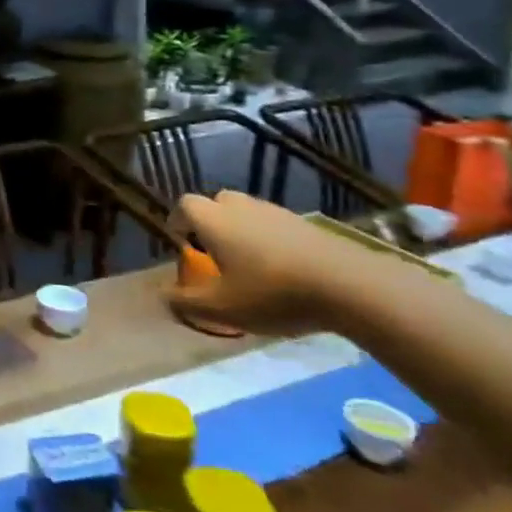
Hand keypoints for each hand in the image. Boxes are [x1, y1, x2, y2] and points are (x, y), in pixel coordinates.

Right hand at [166, 191, 369, 335]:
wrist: (349, 285)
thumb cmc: (272, 293)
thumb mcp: (222, 308)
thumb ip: (186, 302)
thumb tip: (163, 296)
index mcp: (214, 220)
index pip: (184, 206)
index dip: (177, 222)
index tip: (180, 245)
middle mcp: (241, 207)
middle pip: (216, 203)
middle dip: (210, 223)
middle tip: (213, 252)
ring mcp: (276, 212)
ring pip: (247, 213)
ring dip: (241, 230)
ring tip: (248, 263)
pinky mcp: (306, 224)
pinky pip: (275, 225)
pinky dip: (269, 239)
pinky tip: (281, 269)